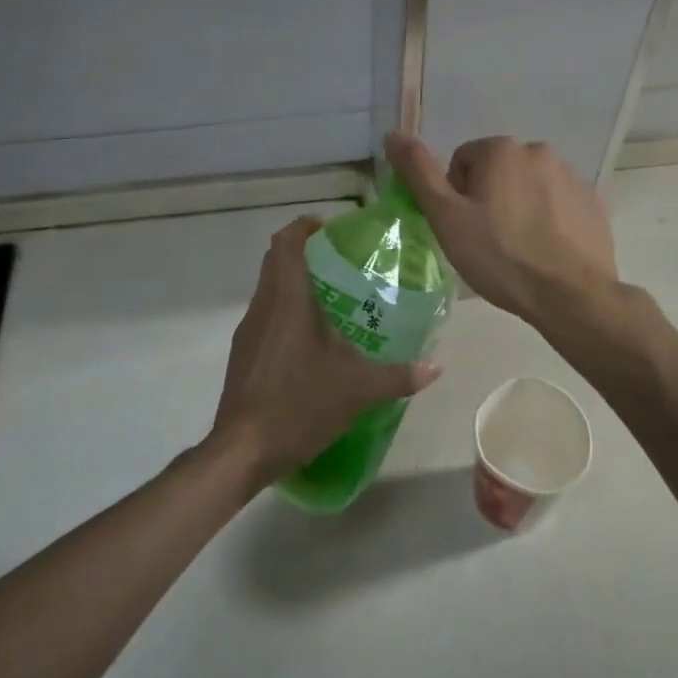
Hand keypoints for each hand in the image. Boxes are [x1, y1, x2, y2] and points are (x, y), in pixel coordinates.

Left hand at [208, 215, 441, 487]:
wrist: (242, 450)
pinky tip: (312, 340)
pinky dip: (286, 311)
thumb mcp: (357, 390)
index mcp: (287, 301)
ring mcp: (249, 332)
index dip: (304, 227)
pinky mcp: (243, 355)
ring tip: (332, 298)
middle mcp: (263, 307)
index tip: (329, 227)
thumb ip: (398, 376)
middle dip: (303, 252)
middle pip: (275, 261)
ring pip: (269, 290)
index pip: (286, 243)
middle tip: (340, 260)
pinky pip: (266, 316)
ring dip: (294, 283)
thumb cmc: (298, 405)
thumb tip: (436, 367)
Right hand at [384, 132, 618, 327]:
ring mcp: (571, 176)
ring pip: (528, 187)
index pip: (463, 161)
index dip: (456, 195)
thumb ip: (418, 173)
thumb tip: (393, 134)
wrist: (570, 295)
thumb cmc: (500, 256)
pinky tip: (545, 251)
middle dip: (488, 199)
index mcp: (501, 150)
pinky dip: (548, 220)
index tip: (463, 227)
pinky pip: (558, 204)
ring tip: (517, 249)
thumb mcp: (447, 218)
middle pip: (497, 171)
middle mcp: (539, 152)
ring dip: (518, 207)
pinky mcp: (593, 203)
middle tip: (487, 241)